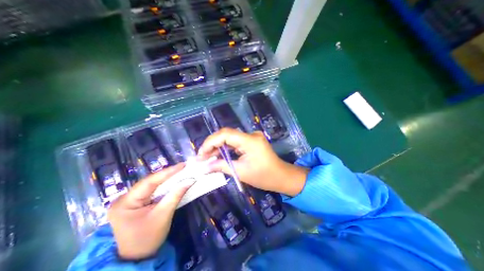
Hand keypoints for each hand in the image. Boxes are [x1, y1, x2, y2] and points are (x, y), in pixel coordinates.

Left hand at [108, 163, 193, 259]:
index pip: (149, 181)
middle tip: (183, 167)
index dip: (168, 172)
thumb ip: (176, 195)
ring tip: (180, 171)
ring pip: (152, 184)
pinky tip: (173, 180)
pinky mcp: (137, 202)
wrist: (137, 258)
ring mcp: (130, 200)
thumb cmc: (148, 239)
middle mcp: (125, 198)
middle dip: (168, 174)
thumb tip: (190, 180)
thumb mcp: (163, 215)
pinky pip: (152, 190)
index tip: (182, 165)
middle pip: (150, 181)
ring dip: (167, 178)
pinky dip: (164, 185)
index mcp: (125, 202)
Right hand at [198, 128, 306, 195]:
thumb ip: (222, 166)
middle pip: (226, 134)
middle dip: (212, 145)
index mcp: (250, 140)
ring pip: (230, 138)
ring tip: (208, 157)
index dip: (210, 142)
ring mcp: (252, 137)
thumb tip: (204, 166)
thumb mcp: (241, 172)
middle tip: (202, 157)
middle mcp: (251, 135)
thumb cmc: (264, 176)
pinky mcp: (252, 141)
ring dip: (218, 147)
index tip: (201, 154)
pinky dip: (226, 148)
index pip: (225, 134)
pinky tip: (219, 155)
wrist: (281, 176)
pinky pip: (235, 142)